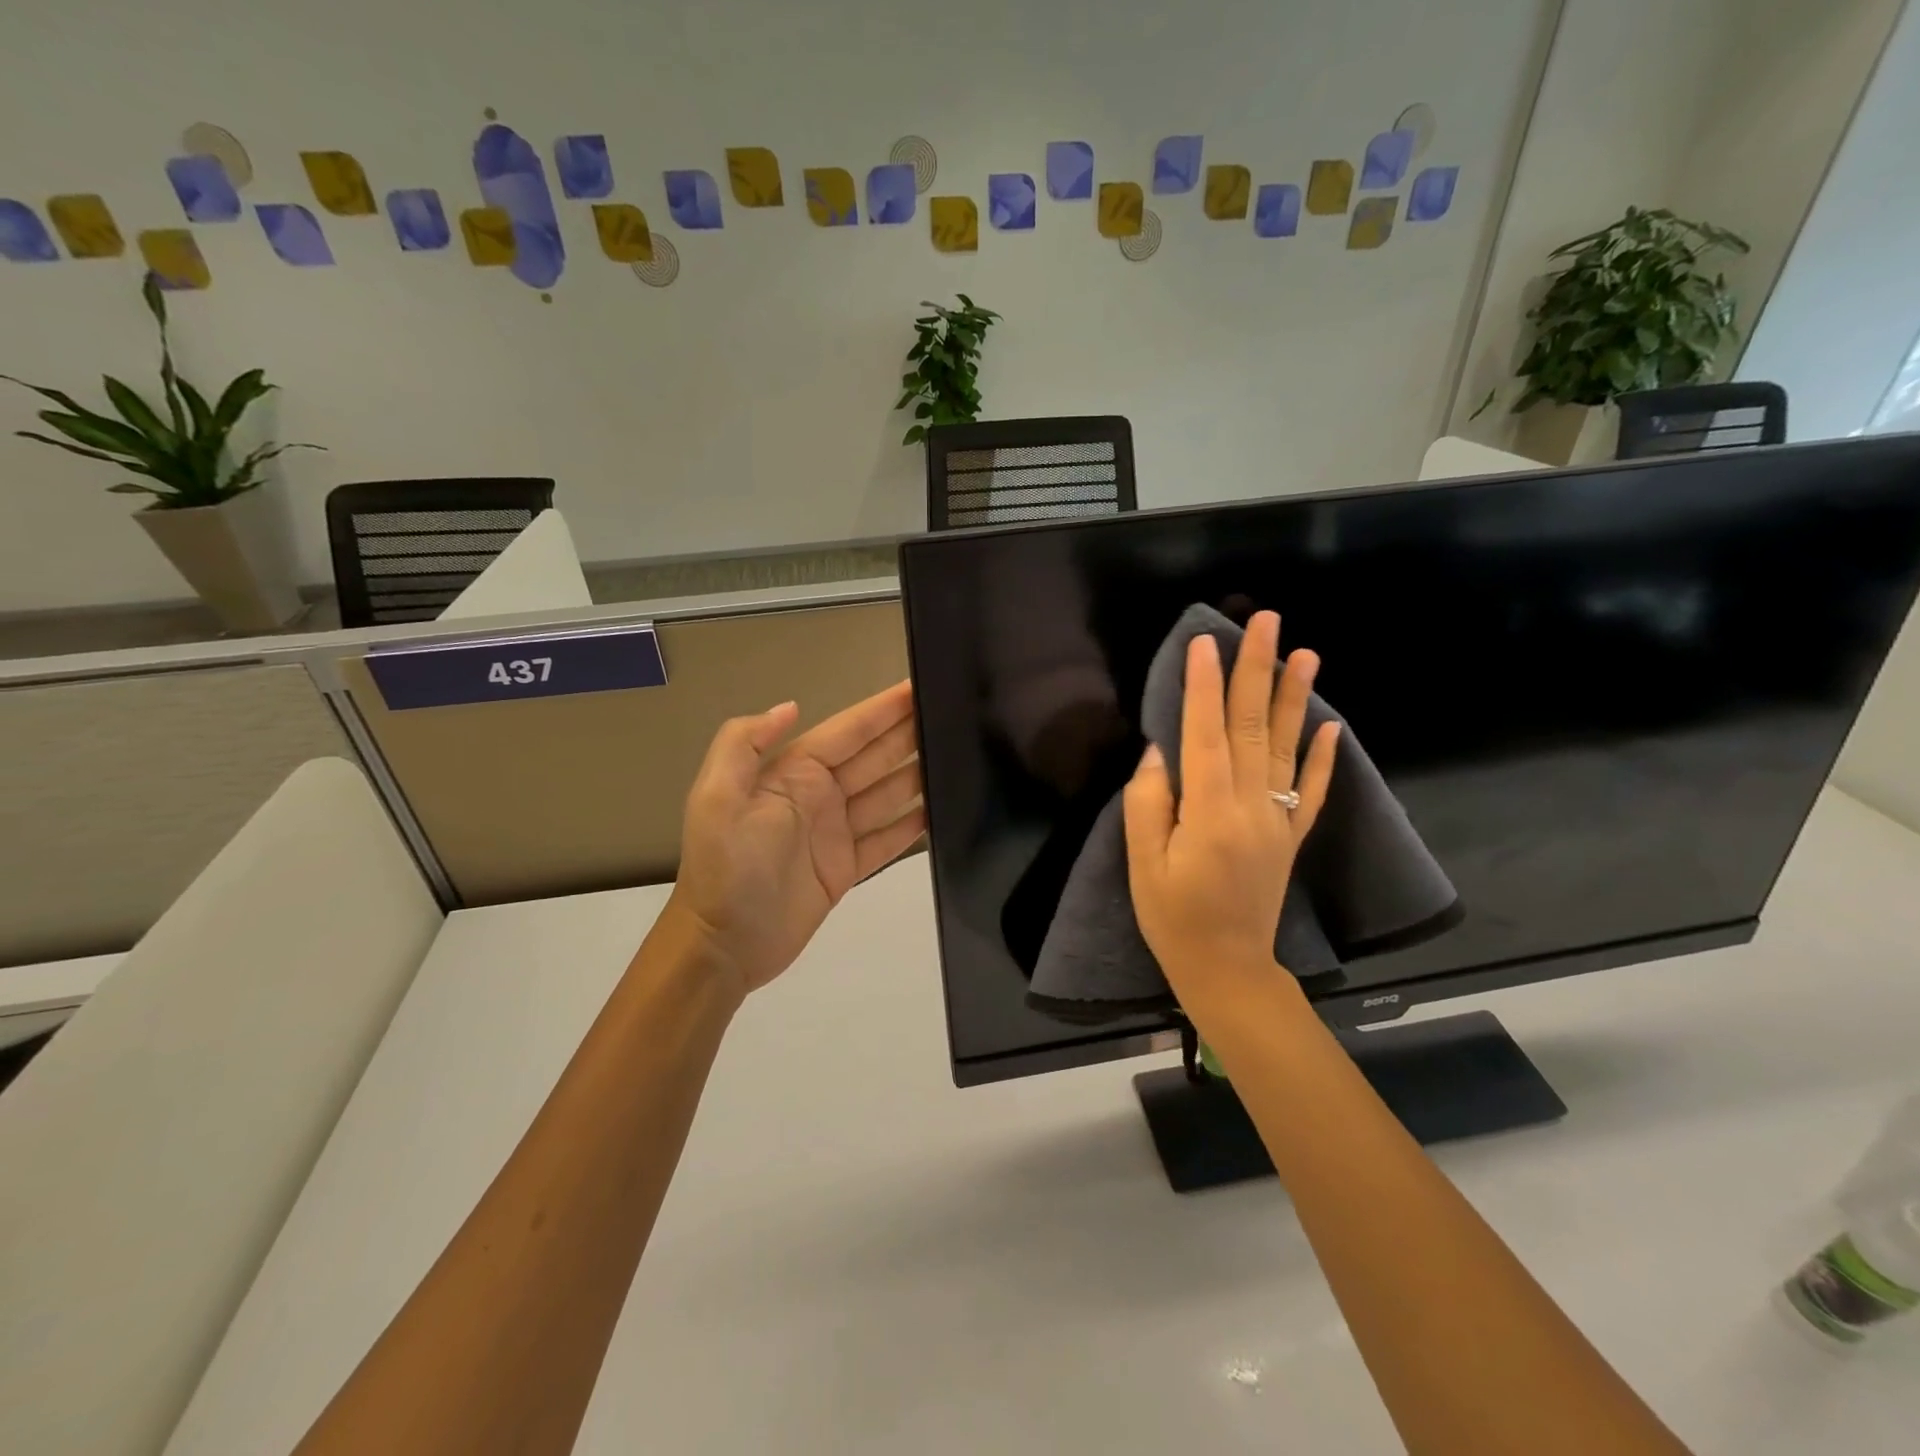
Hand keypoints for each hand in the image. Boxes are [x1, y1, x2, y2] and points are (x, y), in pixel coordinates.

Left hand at [666, 681, 925, 997]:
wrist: (724, 945)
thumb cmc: (726, 867)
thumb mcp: (718, 797)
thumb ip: (744, 743)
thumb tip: (791, 706)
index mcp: (793, 773)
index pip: (848, 732)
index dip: (882, 710)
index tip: (917, 688)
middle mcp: (819, 795)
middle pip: (875, 757)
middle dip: (910, 734)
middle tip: (952, 713)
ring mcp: (836, 832)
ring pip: (888, 794)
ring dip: (919, 774)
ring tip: (958, 755)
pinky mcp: (847, 867)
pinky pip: (888, 838)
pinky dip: (913, 824)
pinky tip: (940, 808)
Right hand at [1122, 612, 1339, 1021]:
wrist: (1226, 968)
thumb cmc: (1172, 917)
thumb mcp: (1142, 864)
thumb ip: (1149, 803)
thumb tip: (1160, 752)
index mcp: (1210, 812)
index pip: (1206, 734)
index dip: (1203, 686)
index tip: (1205, 641)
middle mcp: (1251, 807)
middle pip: (1253, 727)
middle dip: (1257, 671)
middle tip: (1267, 622)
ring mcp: (1278, 821)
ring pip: (1288, 749)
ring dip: (1296, 698)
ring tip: (1306, 653)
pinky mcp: (1290, 837)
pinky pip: (1313, 792)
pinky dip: (1326, 759)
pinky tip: (1333, 726)